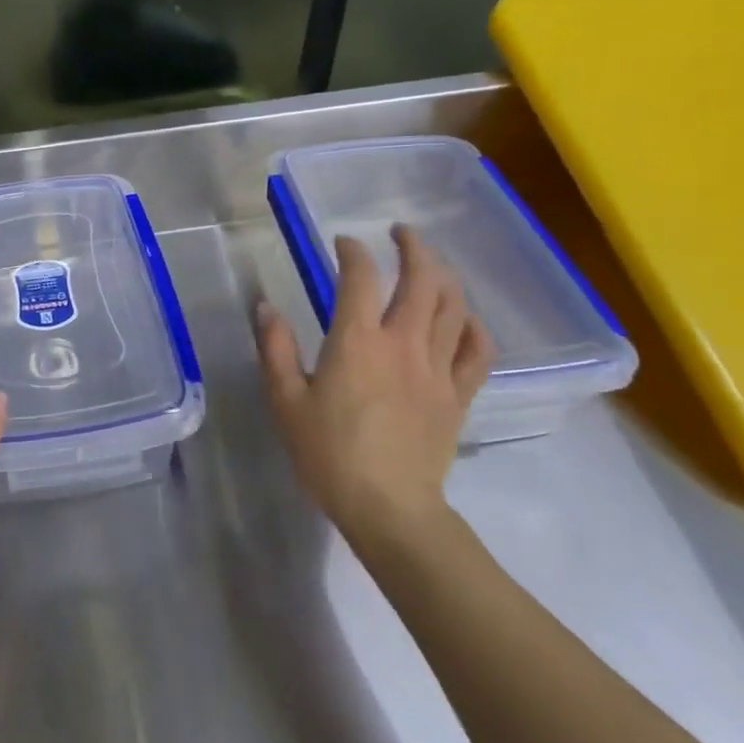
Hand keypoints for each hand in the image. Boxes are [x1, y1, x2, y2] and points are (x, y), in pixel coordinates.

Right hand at [257, 226, 494, 558]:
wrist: (389, 509)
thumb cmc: (329, 454)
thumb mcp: (286, 401)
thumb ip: (275, 349)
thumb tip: (265, 306)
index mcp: (357, 342)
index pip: (360, 277)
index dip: (353, 251)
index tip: (344, 243)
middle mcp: (403, 343)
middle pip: (422, 279)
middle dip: (413, 247)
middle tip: (400, 233)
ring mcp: (437, 368)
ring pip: (453, 306)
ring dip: (444, 275)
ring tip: (431, 264)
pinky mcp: (458, 394)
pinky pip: (478, 350)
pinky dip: (473, 325)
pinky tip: (463, 317)